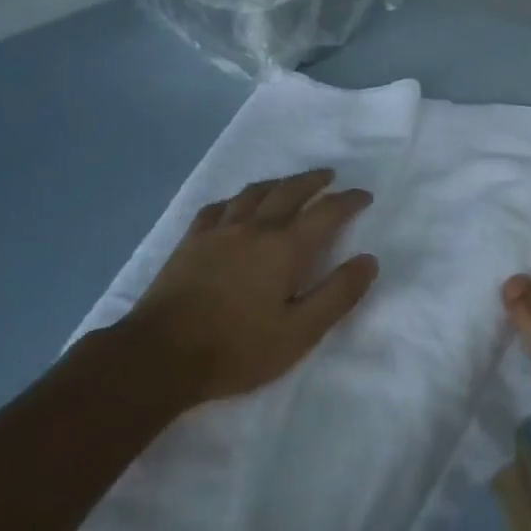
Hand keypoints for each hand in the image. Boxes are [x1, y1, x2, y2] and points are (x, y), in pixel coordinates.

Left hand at [125, 168, 378, 404]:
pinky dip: (235, 200)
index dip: (348, 201)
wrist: (161, 354)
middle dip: (313, 181)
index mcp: (284, 248)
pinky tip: (234, 205)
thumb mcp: (299, 332)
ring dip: (277, 183)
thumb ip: (337, 295)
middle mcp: (254, 228)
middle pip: (289, 191)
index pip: (326, 213)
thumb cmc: (237, 349)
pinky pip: (217, 208)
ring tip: (288, 184)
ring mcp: (218, 231)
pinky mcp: (191, 241)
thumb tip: (368, 260)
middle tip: (328, 177)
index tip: (363, 195)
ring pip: (253, 193)